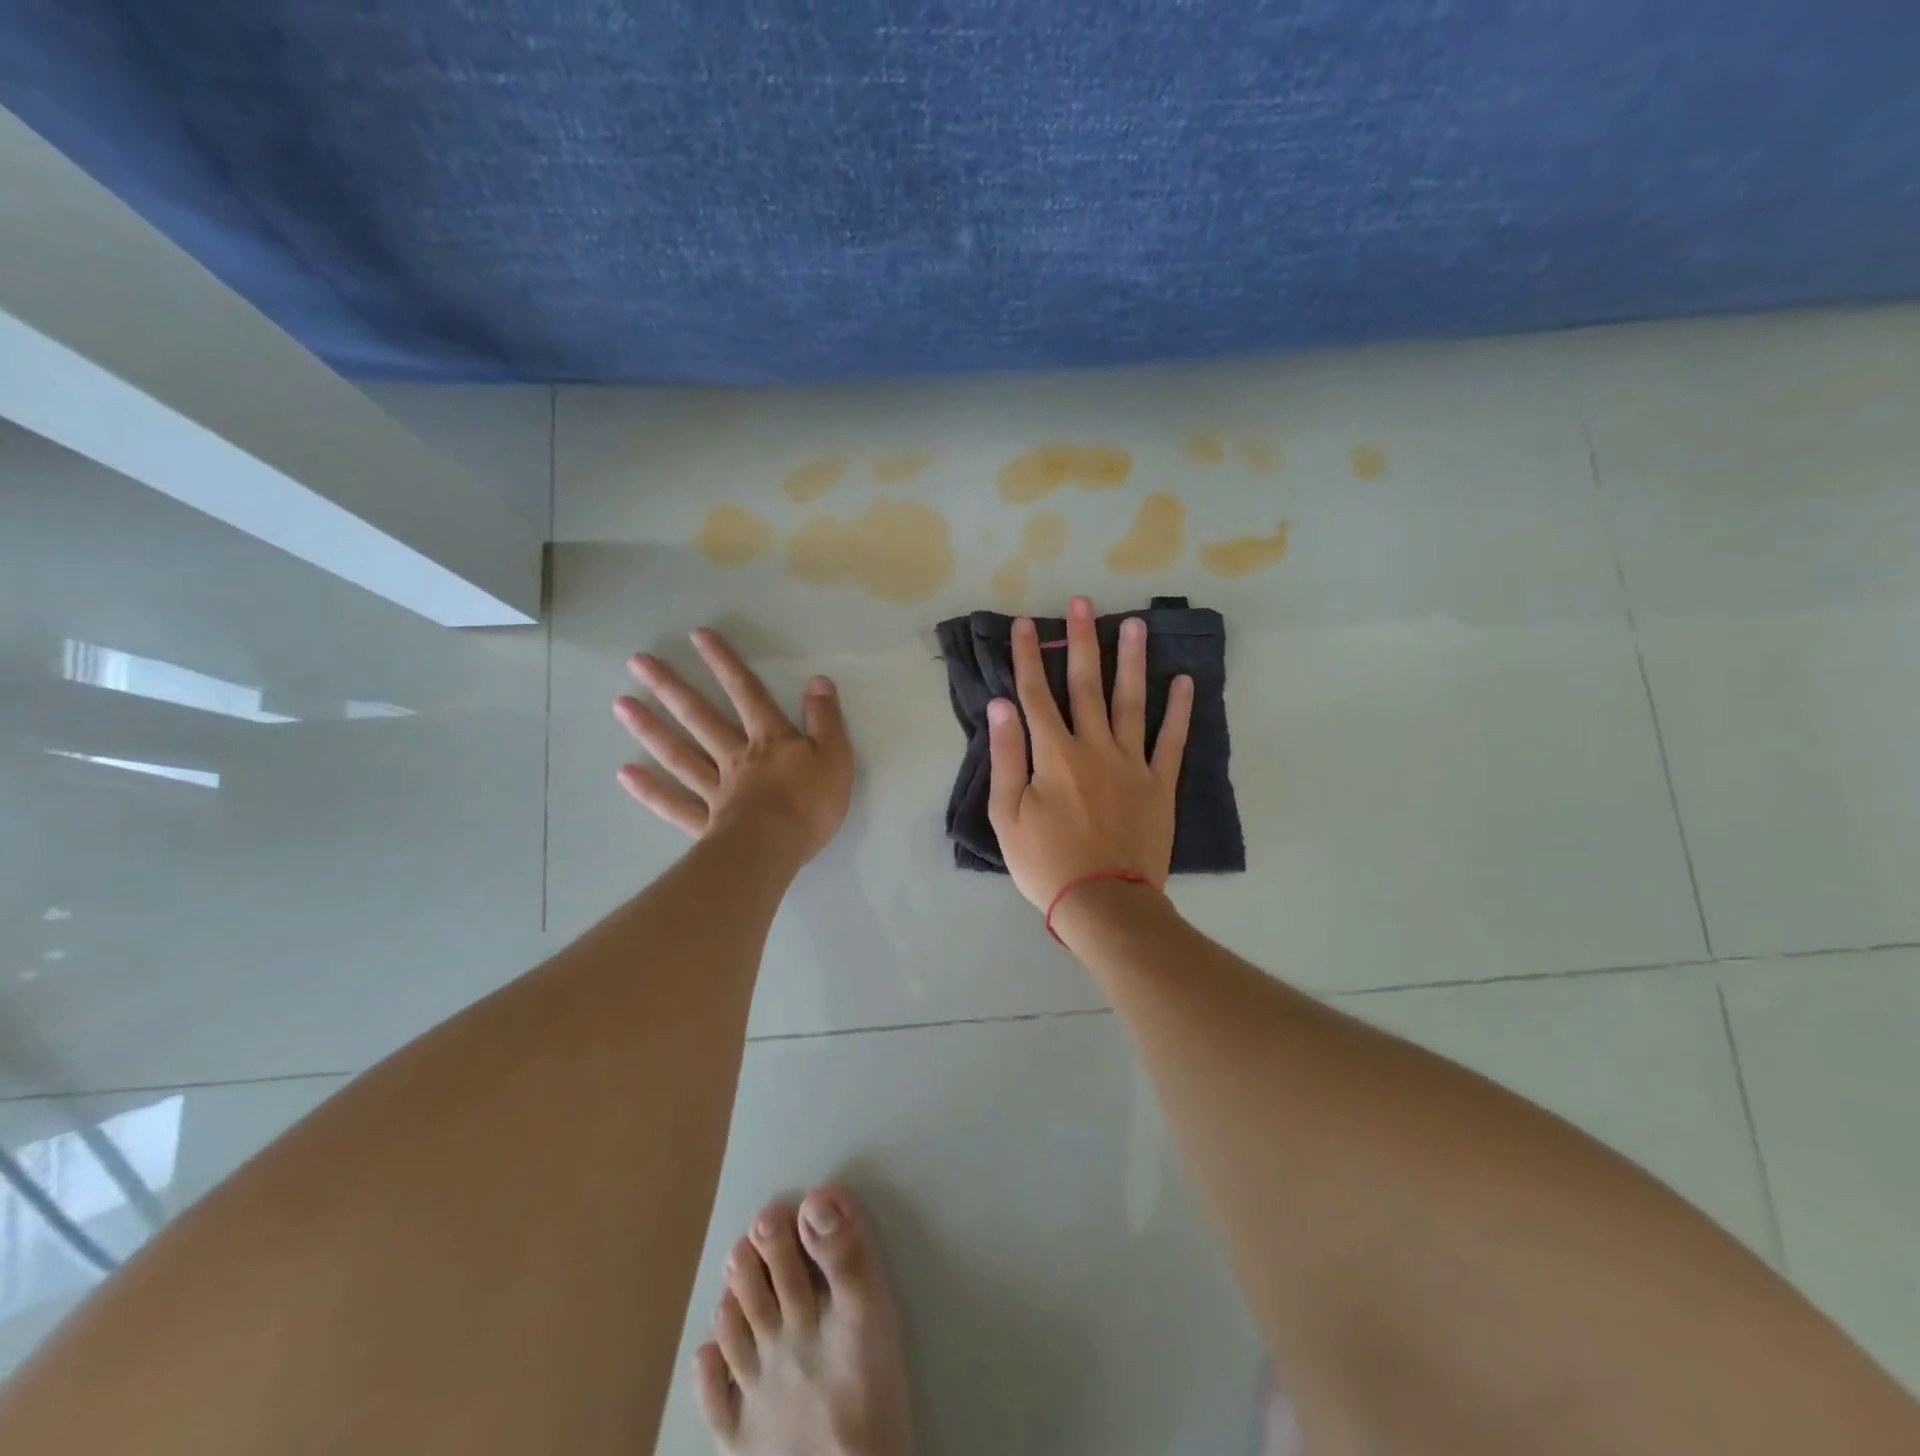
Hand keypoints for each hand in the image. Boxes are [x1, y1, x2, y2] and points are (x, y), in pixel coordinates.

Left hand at [614, 628, 853, 863]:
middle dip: (671, 688)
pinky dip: (650, 789)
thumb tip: (817, 680)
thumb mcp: (835, 756)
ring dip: (651, 728)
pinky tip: (625, 773)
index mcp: (770, 740)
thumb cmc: (810, 804)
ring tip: (621, 705)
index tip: (697, 637)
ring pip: (680, 754)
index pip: (747, 693)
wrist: (775, 849)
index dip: (725, 663)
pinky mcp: (706, 823)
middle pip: (701, 718)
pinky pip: (674, 803)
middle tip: (638, 663)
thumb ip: (825, 719)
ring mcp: (716, 790)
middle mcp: (736, 757)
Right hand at [987, 596, 1193, 910]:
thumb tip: (1002, 705)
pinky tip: (1184, 681)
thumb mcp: (1007, 815)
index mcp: (1054, 754)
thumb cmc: (1046, 863)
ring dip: (1131, 661)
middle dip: (1081, 641)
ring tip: (1134, 625)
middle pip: (1085, 685)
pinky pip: (1171, 740)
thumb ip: (1006, 756)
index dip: (1027, 657)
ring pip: (1131, 701)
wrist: (1104, 902)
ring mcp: (1132, 763)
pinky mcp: (1160, 783)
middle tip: (1084, 602)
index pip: (1035, 694)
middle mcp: (1094, 746)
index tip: (1025, 624)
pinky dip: (1179, 710)